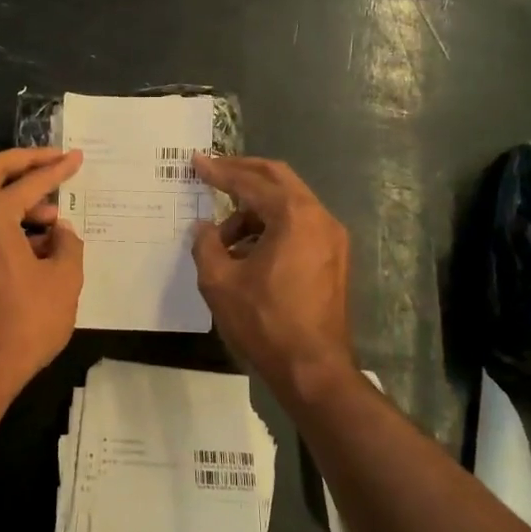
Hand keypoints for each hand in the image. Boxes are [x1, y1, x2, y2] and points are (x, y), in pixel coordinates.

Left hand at [0, 147, 84, 387]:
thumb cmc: (26, 321)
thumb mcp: (65, 280)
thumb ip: (68, 244)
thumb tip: (61, 232)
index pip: (29, 182)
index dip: (56, 169)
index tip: (77, 158)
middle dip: (26, 162)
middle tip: (55, 161)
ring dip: (18, 198)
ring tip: (53, 218)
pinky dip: (7, 222)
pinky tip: (35, 244)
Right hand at [191, 155, 354, 394]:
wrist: (313, 369)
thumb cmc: (264, 322)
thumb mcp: (219, 282)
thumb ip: (206, 245)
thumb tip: (204, 228)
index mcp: (294, 216)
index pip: (250, 182)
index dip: (220, 171)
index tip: (196, 162)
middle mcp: (319, 217)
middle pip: (278, 178)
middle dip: (243, 173)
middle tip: (213, 171)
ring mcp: (332, 238)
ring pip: (289, 203)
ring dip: (255, 208)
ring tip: (223, 236)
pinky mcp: (334, 258)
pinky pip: (300, 225)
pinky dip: (272, 226)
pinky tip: (248, 251)